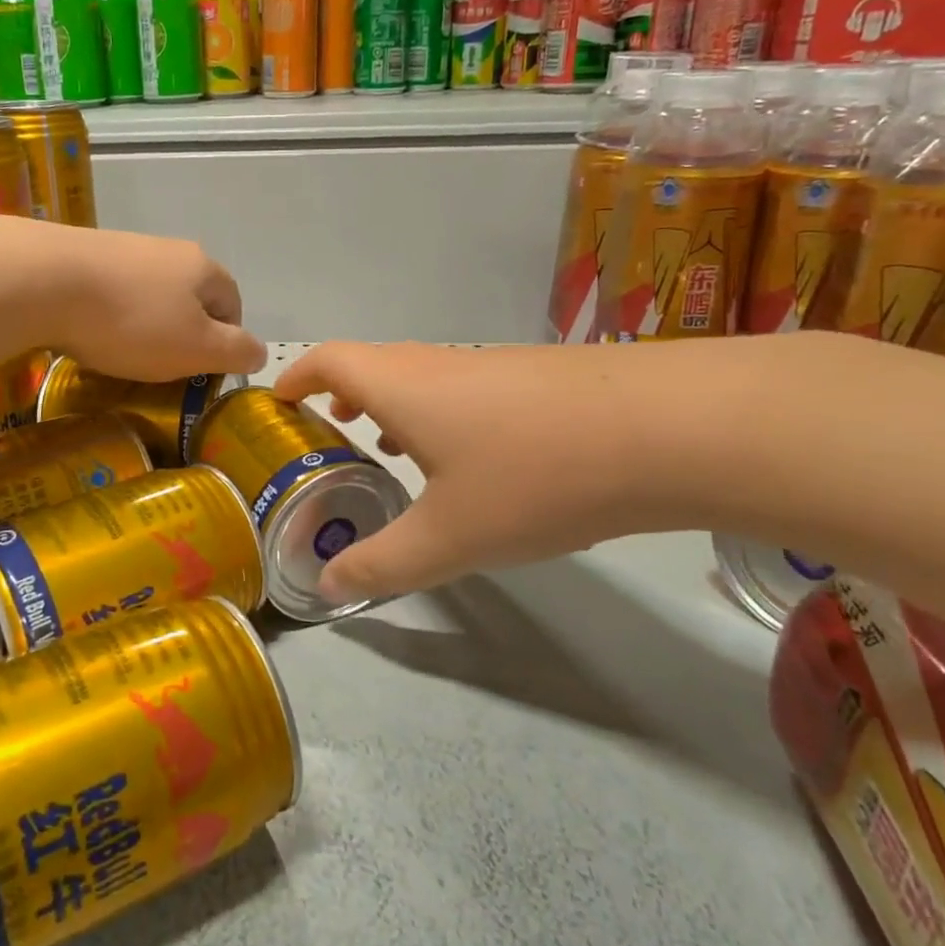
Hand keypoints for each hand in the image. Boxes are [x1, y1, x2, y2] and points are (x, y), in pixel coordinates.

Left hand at [43, 224, 267, 381]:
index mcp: (203, 267)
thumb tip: (260, 352)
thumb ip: (236, 352)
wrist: (43, 280)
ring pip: (149, 297)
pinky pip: (111, 293)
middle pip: (189, 299)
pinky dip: (109, 317)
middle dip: (182, 335)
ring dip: (144, 327)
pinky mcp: (83, 255)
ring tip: (122, 355)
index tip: (202, 372)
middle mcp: (168, 249)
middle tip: (163, 368)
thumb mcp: (197, 348)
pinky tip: (90, 335)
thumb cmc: (133, 321)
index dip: (225, 342)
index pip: (232, 305)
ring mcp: (124, 248)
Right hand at [273, 341, 685, 601]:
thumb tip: (327, 584)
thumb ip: (382, 563)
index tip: (279, 402)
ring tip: (391, 450)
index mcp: (401, 387)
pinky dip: (439, 414)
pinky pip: (463, 388)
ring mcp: (491, 366)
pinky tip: (470, 462)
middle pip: (372, 364)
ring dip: (394, 406)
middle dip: (341, 396)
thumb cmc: (533, 476)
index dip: (297, 378)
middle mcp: (439, 364)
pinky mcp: (534, 378)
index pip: (329, 361)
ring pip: (421, 377)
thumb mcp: (448, 537)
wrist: (665, 430)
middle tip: (330, 434)